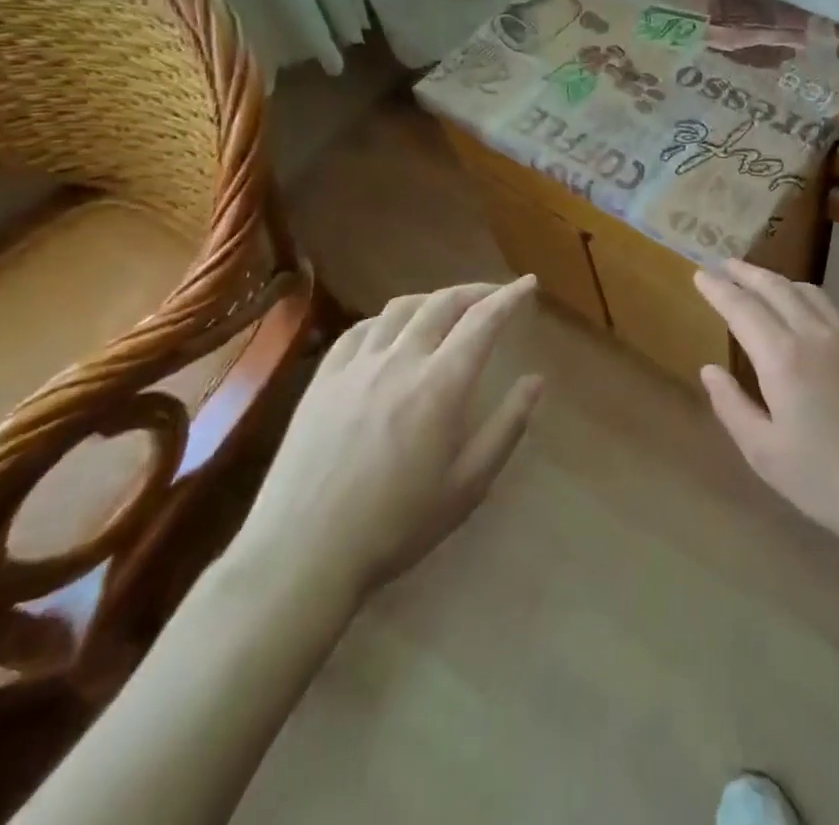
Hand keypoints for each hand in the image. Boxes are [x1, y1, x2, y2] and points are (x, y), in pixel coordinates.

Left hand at [232, 277, 543, 615]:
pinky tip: (391, 332)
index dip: (509, 297)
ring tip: (447, 308)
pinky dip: (387, 319)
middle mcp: (401, 361)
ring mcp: (356, 367)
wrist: (302, 554)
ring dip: (432, 299)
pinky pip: (359, 330)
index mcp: (441, 384)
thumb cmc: (397, 525)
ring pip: (400, 308)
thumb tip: (536, 380)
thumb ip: (507, 426)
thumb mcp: (468, 485)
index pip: (483, 320)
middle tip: (495, 295)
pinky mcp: (322, 380)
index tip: (528, 284)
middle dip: (475, 291)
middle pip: (442, 303)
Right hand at [694, 260, 838, 554]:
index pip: (742, 308)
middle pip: (776, 288)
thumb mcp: (765, 454)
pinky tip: (807, 316)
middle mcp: (816, 335)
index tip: (700, 274)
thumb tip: (710, 370)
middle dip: (747, 273)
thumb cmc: (827, 480)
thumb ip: (733, 406)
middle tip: (726, 264)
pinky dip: (809, 300)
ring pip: (809, 292)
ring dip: (780, 281)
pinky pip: (834, 311)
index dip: (719, 289)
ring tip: (763, 283)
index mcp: (783, 358)